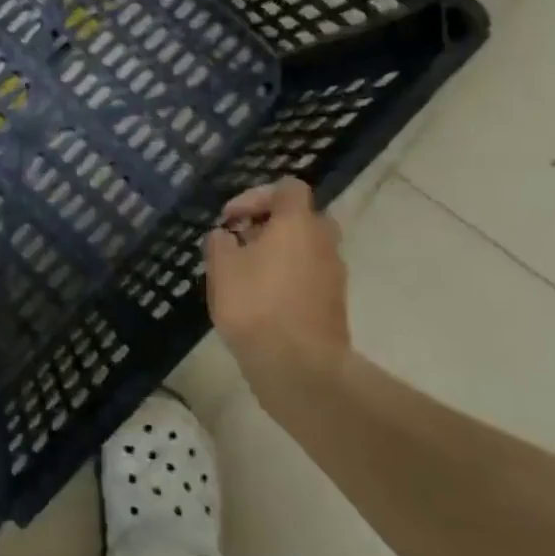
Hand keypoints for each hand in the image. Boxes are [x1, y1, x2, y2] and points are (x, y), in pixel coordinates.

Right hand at [202, 179, 349, 366]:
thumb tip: (226, 236)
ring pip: (306, 248)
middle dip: (270, 225)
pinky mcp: (334, 304)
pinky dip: (288, 278)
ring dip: (279, 253)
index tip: (230, 219)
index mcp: (298, 223)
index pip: (288, 189)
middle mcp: (323, 242)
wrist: (299, 366)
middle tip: (242, 242)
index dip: (256, 196)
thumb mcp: (221, 267)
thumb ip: (220, 242)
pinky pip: (309, 276)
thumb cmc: (255, 305)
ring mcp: (333, 274)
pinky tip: (261, 299)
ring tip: (246, 274)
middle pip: (301, 217)